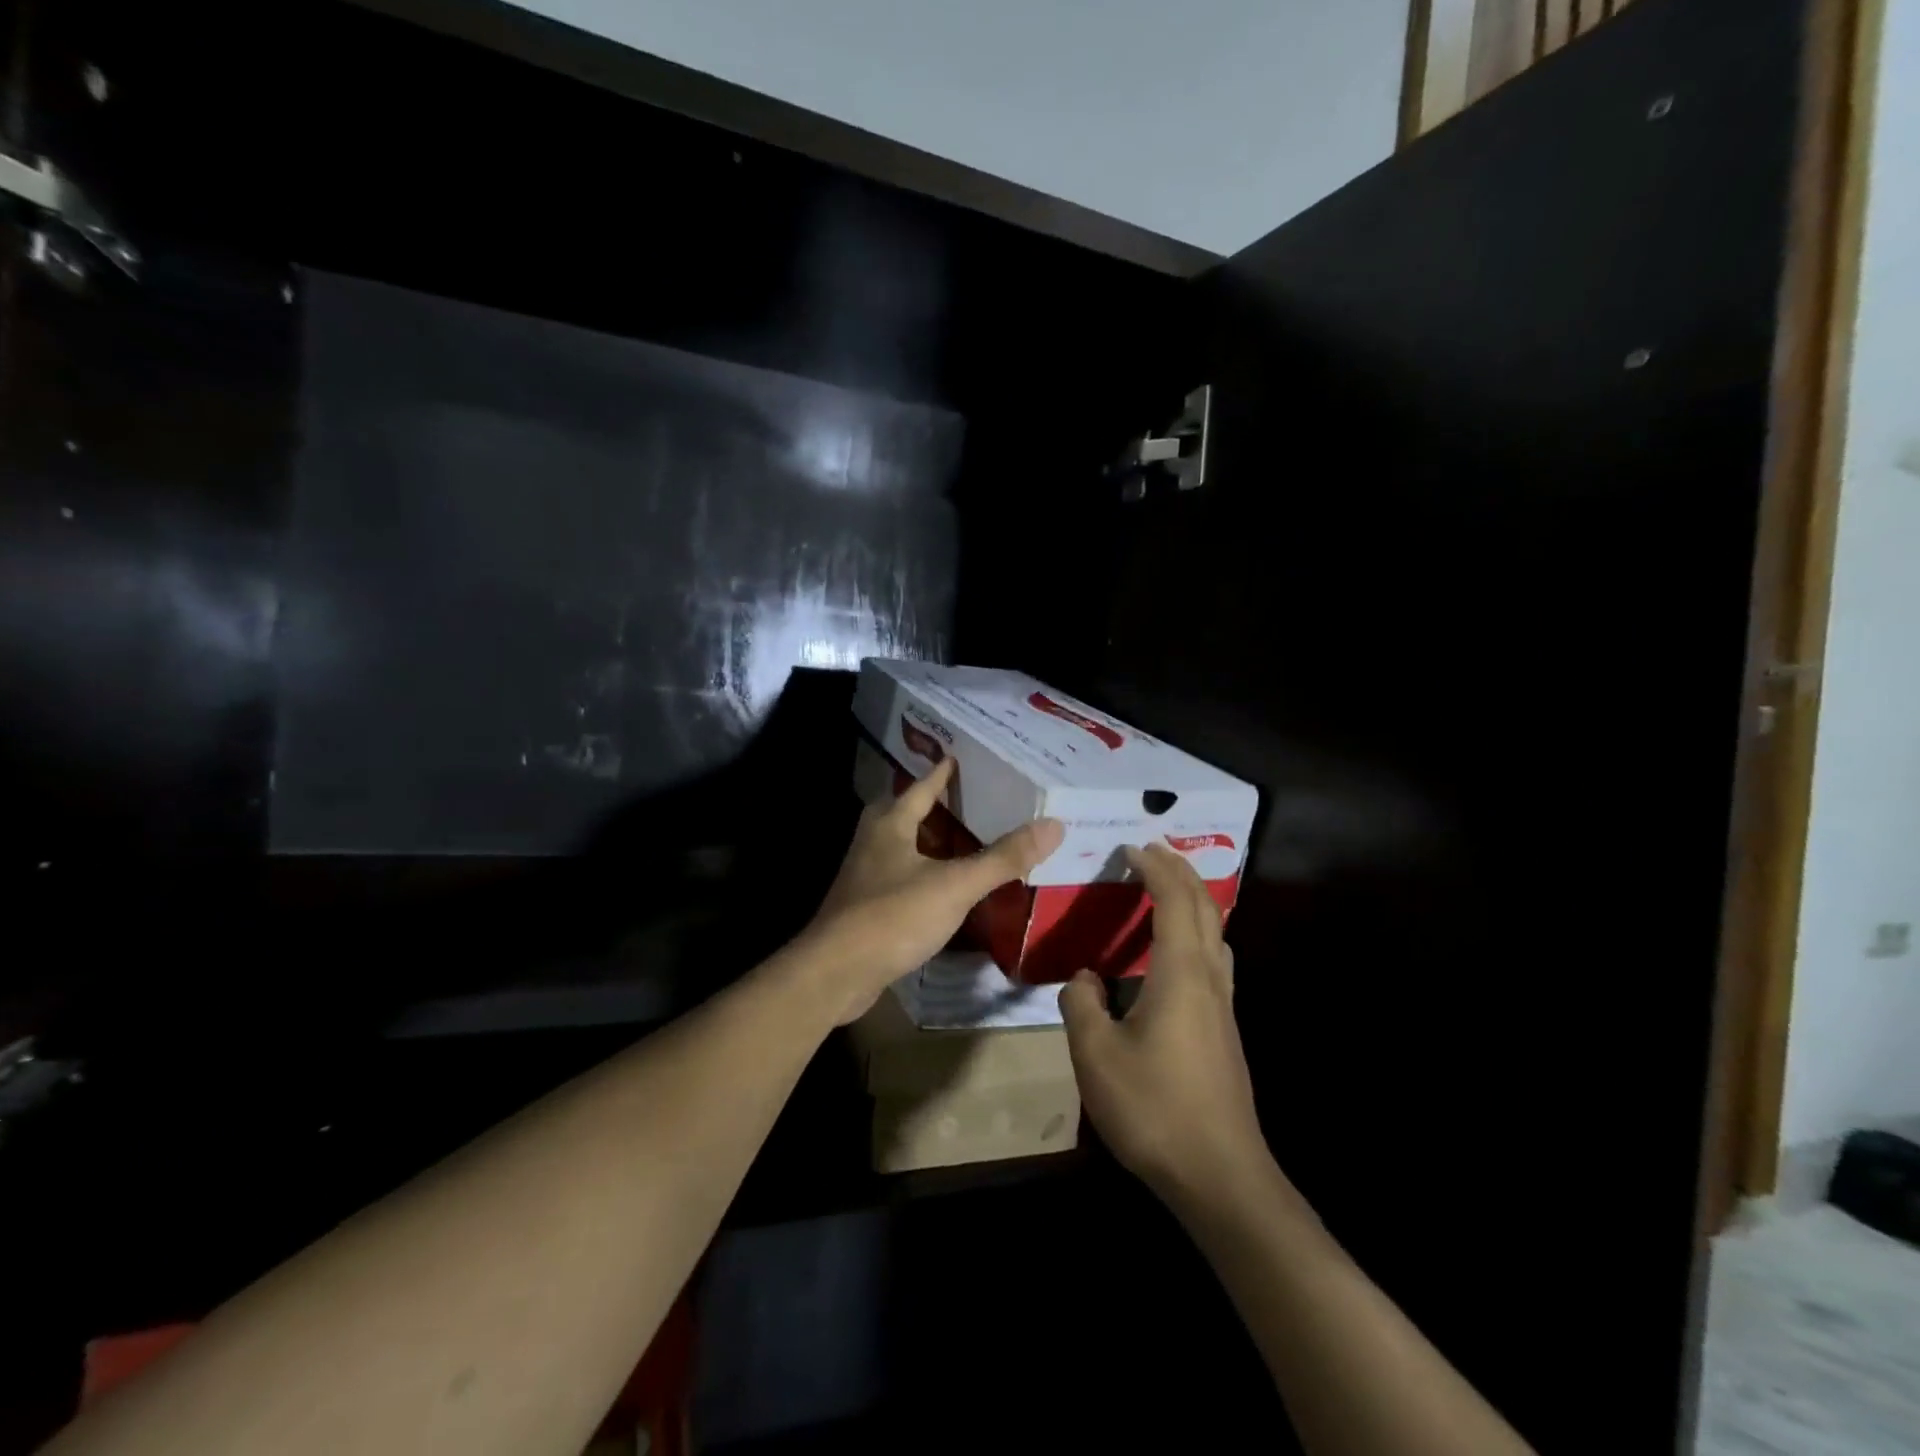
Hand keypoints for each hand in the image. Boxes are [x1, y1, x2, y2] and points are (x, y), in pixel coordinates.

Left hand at [801, 757, 1063, 1023]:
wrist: (835, 973)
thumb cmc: (892, 917)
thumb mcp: (954, 885)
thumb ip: (1003, 858)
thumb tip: (1053, 825)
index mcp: (890, 824)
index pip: (922, 786)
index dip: (943, 772)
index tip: (962, 757)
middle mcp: (873, 841)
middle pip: (908, 813)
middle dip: (938, 807)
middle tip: (975, 801)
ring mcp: (865, 875)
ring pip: (904, 847)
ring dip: (932, 842)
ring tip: (967, 842)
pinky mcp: (865, 906)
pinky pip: (901, 878)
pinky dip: (925, 875)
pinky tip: (946, 889)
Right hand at [1060, 843, 1267, 1203]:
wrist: (1220, 1174)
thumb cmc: (1154, 1108)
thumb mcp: (1096, 1054)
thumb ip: (1082, 1004)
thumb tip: (1086, 979)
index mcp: (1180, 973)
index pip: (1174, 900)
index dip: (1155, 867)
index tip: (1132, 847)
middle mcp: (1208, 979)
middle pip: (1204, 908)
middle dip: (1180, 872)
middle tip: (1153, 851)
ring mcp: (1223, 1006)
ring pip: (1215, 934)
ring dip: (1193, 901)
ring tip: (1166, 891)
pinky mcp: (1223, 1031)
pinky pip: (1212, 961)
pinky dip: (1195, 934)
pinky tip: (1173, 957)